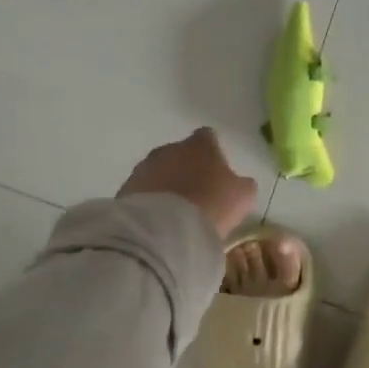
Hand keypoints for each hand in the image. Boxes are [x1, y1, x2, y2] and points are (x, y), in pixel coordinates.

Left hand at [117, 128, 256, 240]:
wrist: (164, 229)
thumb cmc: (211, 205)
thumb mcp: (242, 196)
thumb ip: (242, 184)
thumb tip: (238, 182)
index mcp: (200, 144)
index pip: (208, 137)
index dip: (214, 154)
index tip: (218, 174)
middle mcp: (169, 148)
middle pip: (180, 154)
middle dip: (187, 170)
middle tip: (197, 197)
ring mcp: (144, 167)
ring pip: (159, 172)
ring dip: (167, 186)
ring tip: (176, 214)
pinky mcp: (126, 189)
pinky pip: (143, 192)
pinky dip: (150, 202)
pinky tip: (159, 222)